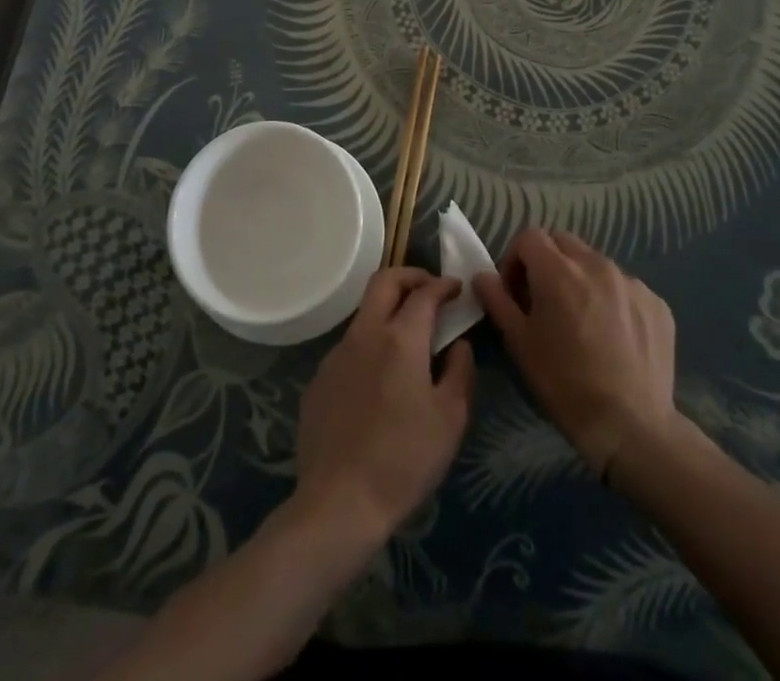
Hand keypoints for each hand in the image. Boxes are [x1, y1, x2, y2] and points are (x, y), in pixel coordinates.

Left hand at [293, 269, 474, 544]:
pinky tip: (378, 380)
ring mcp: (336, 354)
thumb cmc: (405, 459)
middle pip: (384, 281)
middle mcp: (364, 333)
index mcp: (400, 338)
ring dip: (387, 311)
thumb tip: (458, 344)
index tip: (456, 289)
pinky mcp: (319, 379)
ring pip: (364, 313)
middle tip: (429, 290)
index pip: (424, 292)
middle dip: (410, 276)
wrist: (340, 502)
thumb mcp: (451, 418)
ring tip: (407, 338)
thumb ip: (461, 370)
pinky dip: (369, 346)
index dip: (443, 285)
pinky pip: (349, 348)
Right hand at [474, 229, 677, 479]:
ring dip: (580, 279)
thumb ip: (497, 301)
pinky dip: (612, 300)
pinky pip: (626, 288)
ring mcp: (632, 282)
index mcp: (559, 270)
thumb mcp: (519, 344)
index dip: (515, 259)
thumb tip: (483, 276)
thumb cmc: (565, 384)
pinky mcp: (657, 304)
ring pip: (596, 263)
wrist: (632, 427)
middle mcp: (597, 264)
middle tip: (544, 300)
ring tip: (581, 320)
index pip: (529, 237)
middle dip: (547, 262)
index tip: (515, 292)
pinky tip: (613, 336)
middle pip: (563, 242)